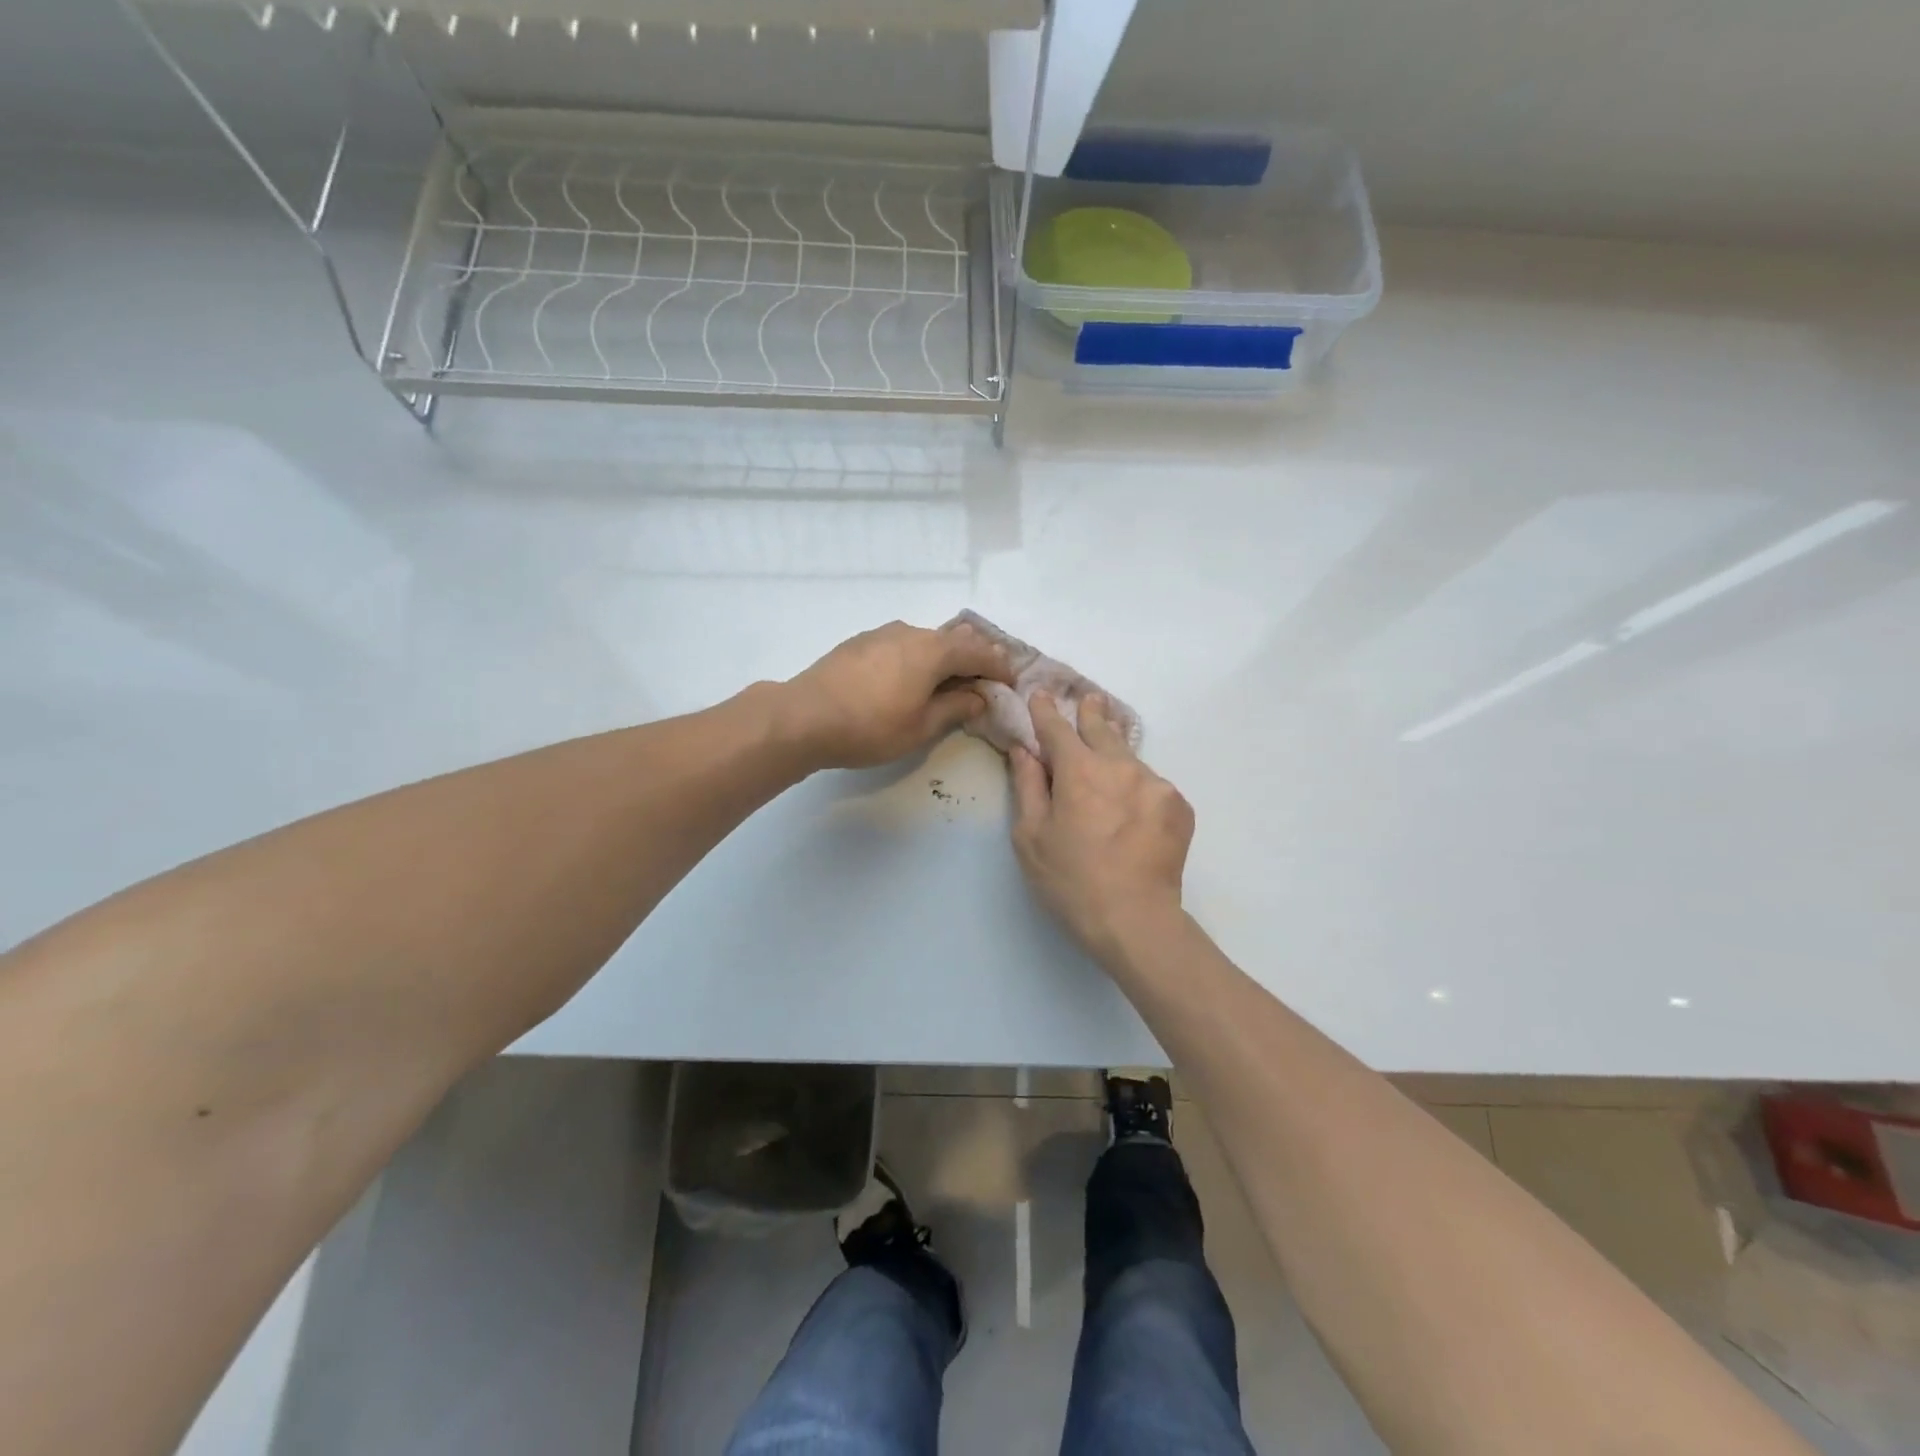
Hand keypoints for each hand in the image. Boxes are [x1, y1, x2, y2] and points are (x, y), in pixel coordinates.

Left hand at [781, 619, 1015, 770]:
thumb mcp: (921, 727)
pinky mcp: (860, 643)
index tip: (1010, 681)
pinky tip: (909, 679)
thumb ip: (956, 708)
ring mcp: (882, 634)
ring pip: (925, 640)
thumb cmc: (870, 727)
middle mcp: (911, 632)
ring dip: (943, 658)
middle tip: (984, 680)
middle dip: (973, 658)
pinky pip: (902, 644)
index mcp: (933, 650)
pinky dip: (917, 658)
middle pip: (953, 639)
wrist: (803, 717)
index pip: (978, 651)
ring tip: (947, 682)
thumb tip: (978, 697)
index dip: (998, 666)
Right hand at [1010, 692, 1194, 965]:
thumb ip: (1027, 786)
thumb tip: (1024, 750)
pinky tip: (1131, 812)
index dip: (1046, 710)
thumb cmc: (1070, 881)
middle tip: (1089, 699)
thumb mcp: (1031, 837)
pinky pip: (1151, 786)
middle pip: (1103, 729)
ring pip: (1129, 758)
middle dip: (1091, 713)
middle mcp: (1120, 767)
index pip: (1058, 728)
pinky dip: (1137, 789)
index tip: (1041, 695)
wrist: (1135, 920)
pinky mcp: (1179, 806)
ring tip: (1109, 756)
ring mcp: (1155, 784)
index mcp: (1079, 771)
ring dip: (1116, 754)